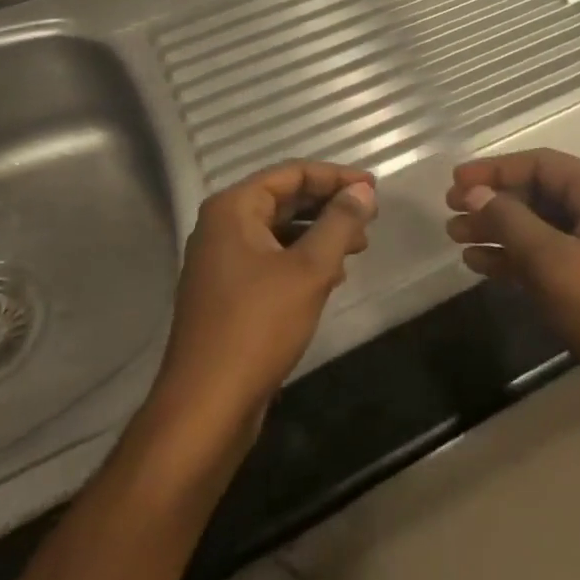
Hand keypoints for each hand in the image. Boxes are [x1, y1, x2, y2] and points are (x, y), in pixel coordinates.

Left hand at [156, 160, 377, 432]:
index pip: (292, 173)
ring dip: (320, 234)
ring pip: (280, 231)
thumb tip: (363, 192)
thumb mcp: (309, 270)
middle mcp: (222, 226)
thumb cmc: (257, 327)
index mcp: (233, 208)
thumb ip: (340, 224)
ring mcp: (221, 261)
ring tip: (359, 247)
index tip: (374, 188)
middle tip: (370, 217)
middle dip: (329, 205)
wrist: (206, 406)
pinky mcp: (228, 292)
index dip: (336, 176)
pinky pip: (272, 259)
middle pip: (285, 199)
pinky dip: (303, 259)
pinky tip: (332, 276)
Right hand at [446, 149, 579, 416]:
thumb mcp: (552, 261)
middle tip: (450, 211)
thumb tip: (475, 192)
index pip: (542, 164)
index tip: (455, 181)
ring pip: (540, 227)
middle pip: (540, 193)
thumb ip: (509, 221)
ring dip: (498, 230)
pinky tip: (480, 264)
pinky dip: (514, 258)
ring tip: (456, 237)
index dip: (495, 169)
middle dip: (494, 201)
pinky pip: (547, 258)